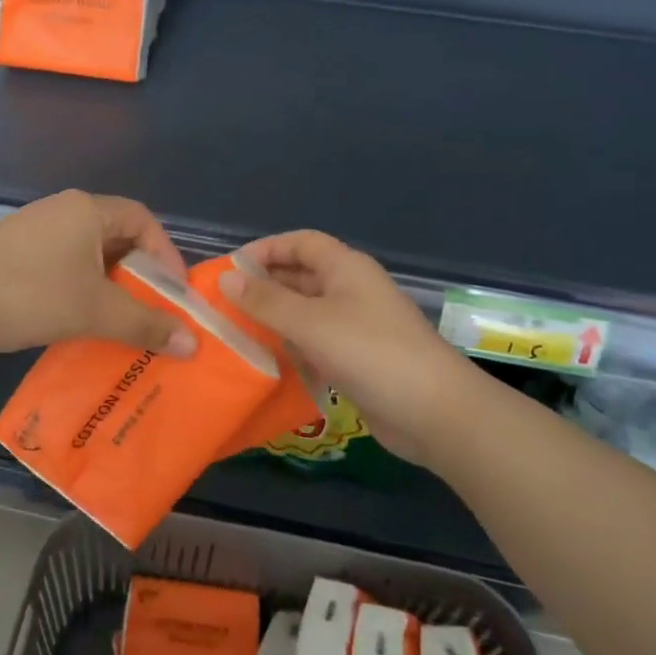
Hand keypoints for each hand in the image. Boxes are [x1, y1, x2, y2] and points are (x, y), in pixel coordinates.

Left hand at [0, 191, 200, 357]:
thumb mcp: (95, 311)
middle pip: (118, 236)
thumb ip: (147, 324)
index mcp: (88, 210)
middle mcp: (63, 210)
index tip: (175, 294)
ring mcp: (35, 229)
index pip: (144, 221)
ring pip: (89, 254)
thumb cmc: (29, 296)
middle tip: (152, 311)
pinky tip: (78, 319)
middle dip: (140, 275)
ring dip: (110, 285)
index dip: (166, 255)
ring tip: (120, 321)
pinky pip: (63, 264)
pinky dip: (81, 288)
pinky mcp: (14, 251)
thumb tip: (193, 343)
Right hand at [218, 230, 476, 463]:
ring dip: (273, 318)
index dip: (265, 249)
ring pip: (305, 312)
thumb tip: (225, 278)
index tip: (229, 270)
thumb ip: (265, 300)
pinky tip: (265, 360)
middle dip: (263, 286)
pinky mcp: (356, 360)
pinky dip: (290, 346)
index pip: (300, 243)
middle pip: (300, 276)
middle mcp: (350, 290)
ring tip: (234, 332)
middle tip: (222, 304)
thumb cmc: (370, 353)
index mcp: (346, 268)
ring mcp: (355, 326)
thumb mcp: (310, 322)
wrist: (433, 412)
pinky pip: (315, 343)